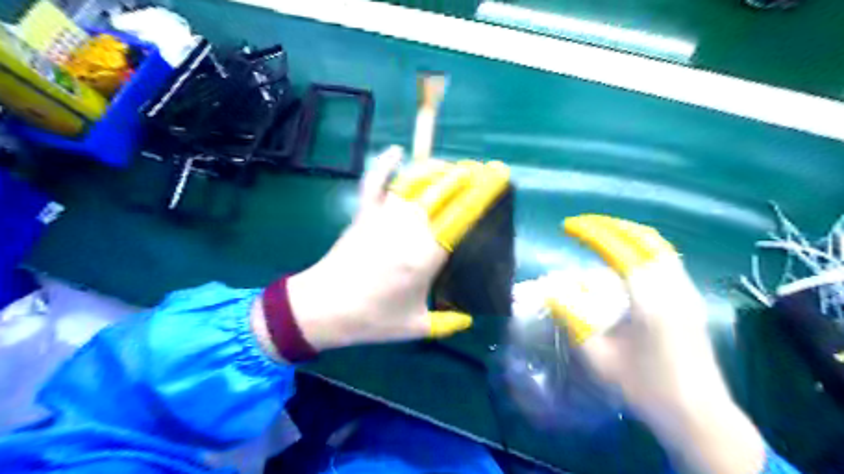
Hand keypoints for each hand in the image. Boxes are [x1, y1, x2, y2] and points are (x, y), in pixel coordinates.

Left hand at [280, 147, 511, 350]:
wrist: (322, 309)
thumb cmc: (371, 319)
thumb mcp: (415, 326)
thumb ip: (448, 323)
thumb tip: (469, 320)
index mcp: (426, 255)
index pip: (462, 216)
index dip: (481, 194)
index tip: (496, 179)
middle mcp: (408, 228)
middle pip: (442, 193)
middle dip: (464, 177)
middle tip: (480, 170)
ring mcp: (383, 217)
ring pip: (414, 182)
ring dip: (435, 169)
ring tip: (451, 166)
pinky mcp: (363, 214)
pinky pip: (374, 183)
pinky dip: (384, 164)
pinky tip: (396, 150)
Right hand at [552, 215, 769, 472]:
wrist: (698, 415)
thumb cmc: (644, 387)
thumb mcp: (598, 357)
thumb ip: (572, 319)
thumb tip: (552, 290)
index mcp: (650, 300)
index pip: (619, 249)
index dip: (591, 232)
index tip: (567, 227)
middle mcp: (672, 287)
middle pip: (642, 238)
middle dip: (608, 225)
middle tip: (581, 225)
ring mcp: (686, 291)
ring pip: (658, 245)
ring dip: (626, 232)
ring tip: (601, 232)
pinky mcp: (691, 298)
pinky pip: (666, 256)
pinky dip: (641, 244)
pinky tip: (627, 253)